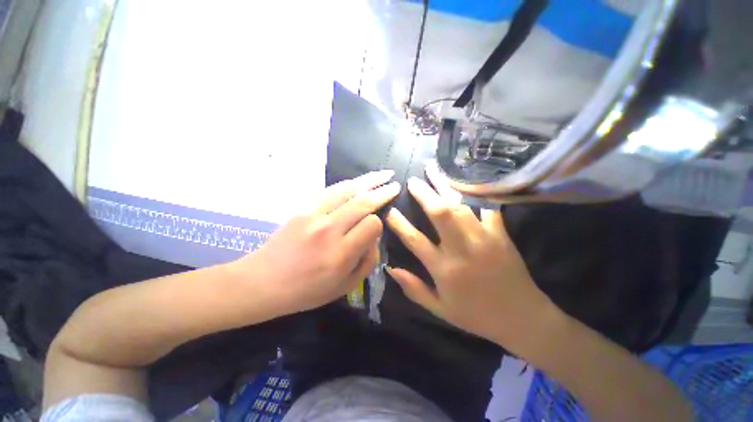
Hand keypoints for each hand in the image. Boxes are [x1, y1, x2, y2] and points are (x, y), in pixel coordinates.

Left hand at [236, 170, 399, 313]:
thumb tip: (375, 237)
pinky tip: (358, 181)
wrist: (263, 282)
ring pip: (348, 190)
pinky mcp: (303, 209)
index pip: (371, 225)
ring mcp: (314, 216)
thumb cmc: (306, 291)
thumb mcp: (344, 287)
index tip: (376, 228)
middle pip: (363, 203)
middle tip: (395, 185)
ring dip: (368, 181)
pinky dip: (348, 184)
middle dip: (382, 192)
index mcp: (341, 254)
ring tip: (383, 175)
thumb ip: (367, 262)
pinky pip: (330, 191)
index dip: (379, 224)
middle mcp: (329, 230)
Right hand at [385, 168, 552, 349]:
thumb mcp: (440, 309)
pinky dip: (476, 192)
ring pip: (461, 205)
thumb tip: (391, 268)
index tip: (389, 210)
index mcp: (444, 269)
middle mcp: (461, 249)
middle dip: (423, 194)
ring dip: (444, 186)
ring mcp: (483, 239)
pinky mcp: (500, 234)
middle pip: (439, 213)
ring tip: (433, 171)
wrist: (523, 319)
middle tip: (412, 181)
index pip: (414, 240)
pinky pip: (487, 207)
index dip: (398, 223)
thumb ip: (414, 289)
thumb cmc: (476, 315)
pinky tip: (466, 180)